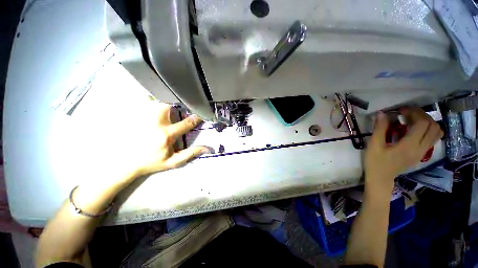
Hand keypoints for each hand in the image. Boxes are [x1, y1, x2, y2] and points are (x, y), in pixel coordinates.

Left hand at [130, 104, 210, 175]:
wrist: (127, 163)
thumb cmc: (153, 162)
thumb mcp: (174, 161)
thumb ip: (191, 153)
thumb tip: (208, 149)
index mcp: (167, 135)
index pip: (187, 122)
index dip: (197, 117)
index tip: (202, 113)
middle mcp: (156, 124)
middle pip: (169, 104)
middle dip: (180, 101)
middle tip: (185, 101)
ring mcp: (144, 118)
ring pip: (157, 100)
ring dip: (167, 98)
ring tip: (173, 98)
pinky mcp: (135, 116)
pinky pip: (144, 101)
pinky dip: (152, 98)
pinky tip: (157, 99)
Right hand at [365, 108, 442, 193]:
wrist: (381, 178)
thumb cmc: (375, 162)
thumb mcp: (374, 145)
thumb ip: (379, 129)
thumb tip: (382, 113)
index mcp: (409, 146)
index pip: (422, 124)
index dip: (414, 113)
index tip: (400, 110)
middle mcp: (421, 148)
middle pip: (432, 126)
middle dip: (421, 115)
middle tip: (406, 113)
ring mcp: (423, 152)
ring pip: (436, 132)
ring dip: (427, 122)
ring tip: (412, 120)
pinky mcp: (422, 154)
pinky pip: (433, 138)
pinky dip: (428, 129)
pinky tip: (415, 129)